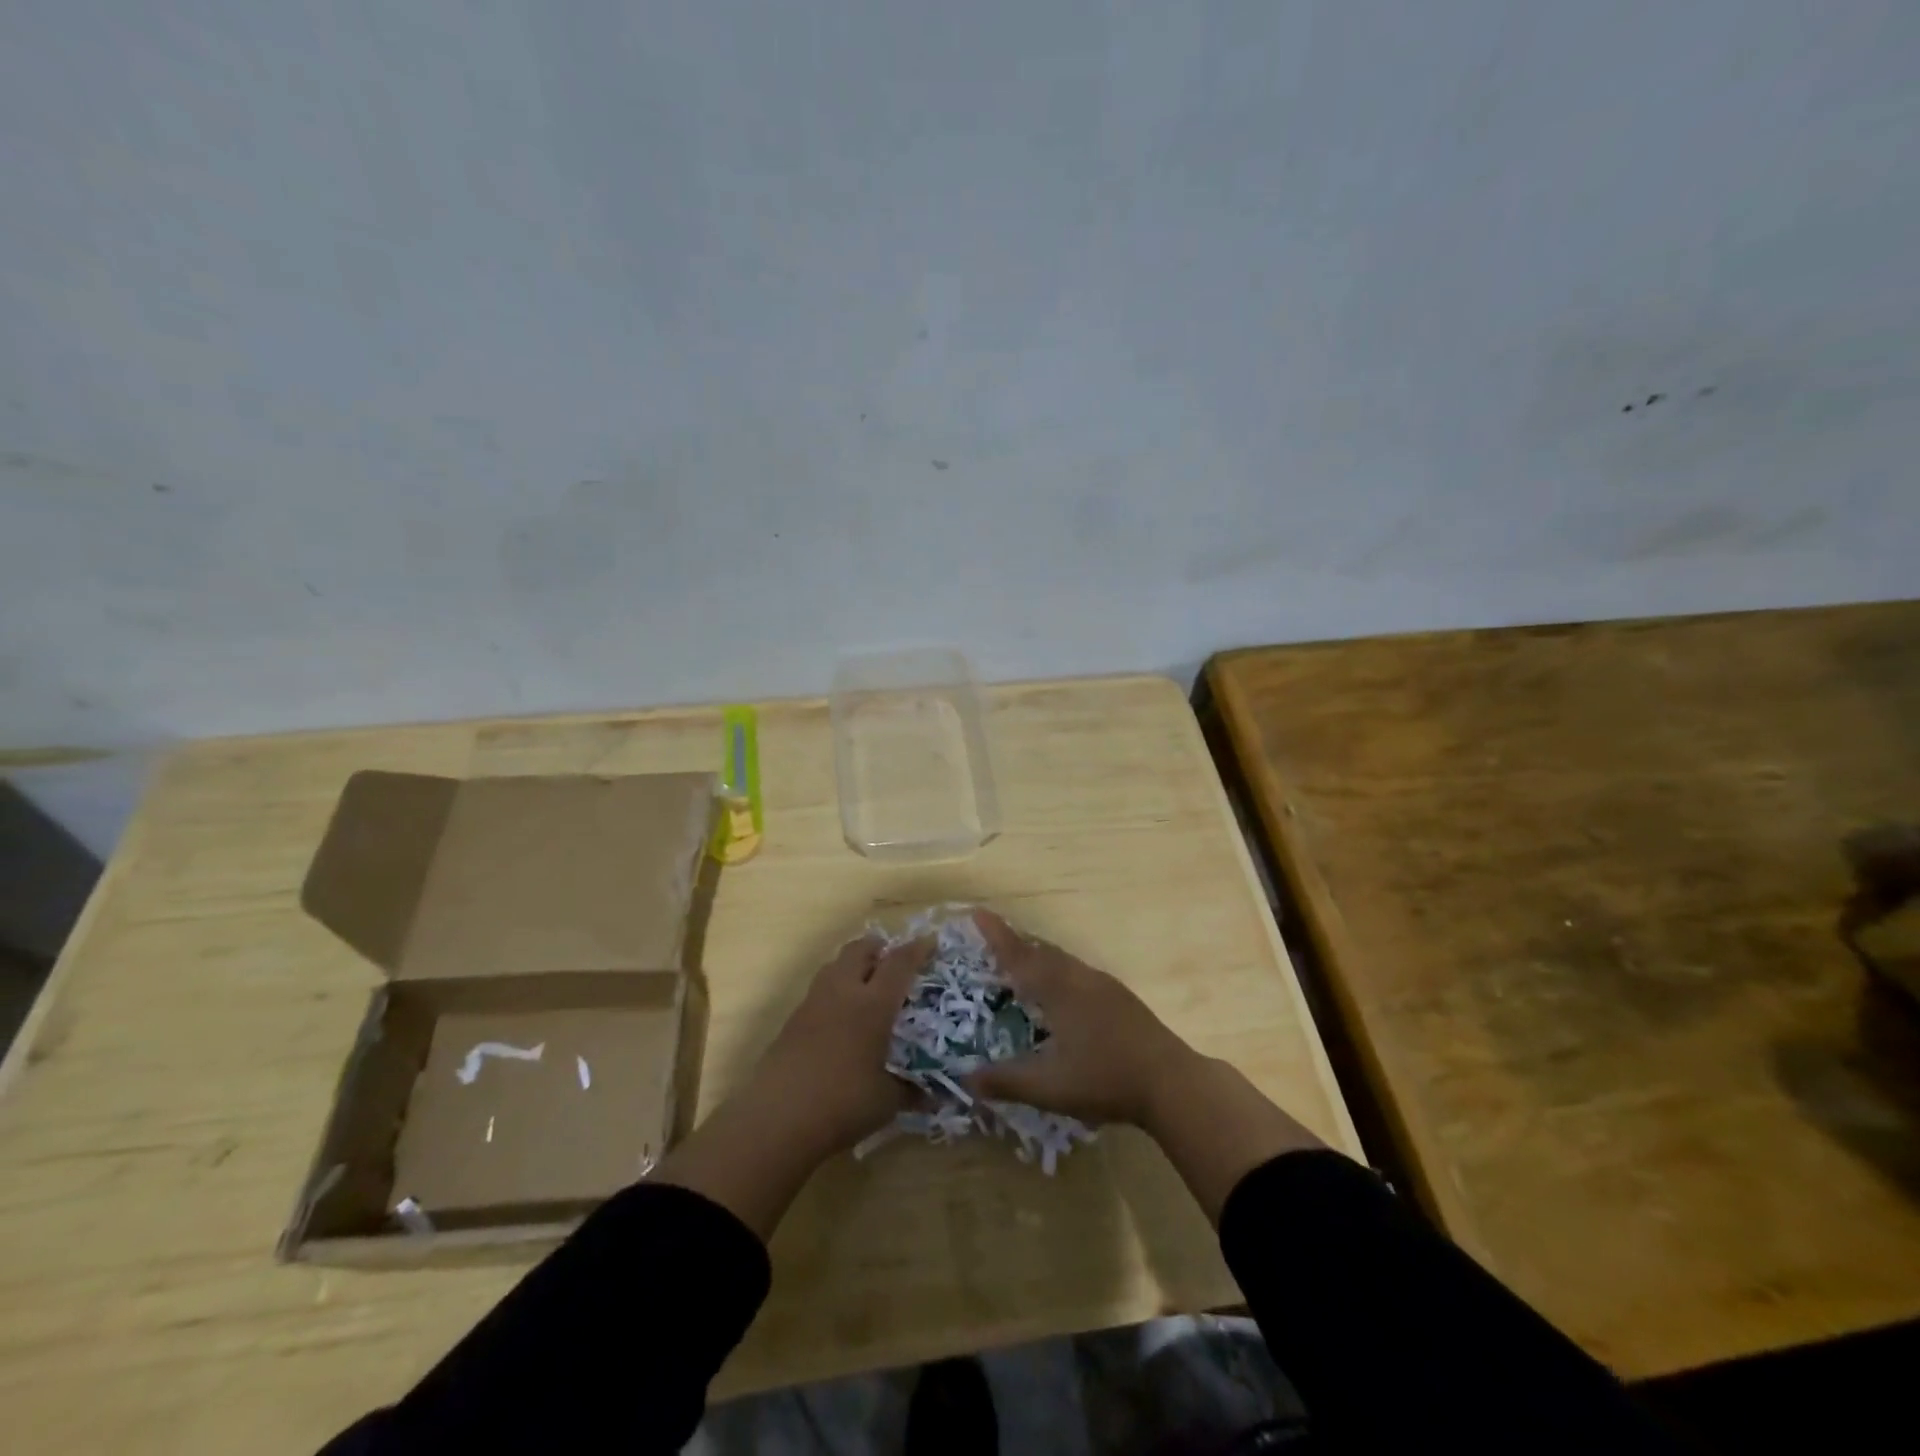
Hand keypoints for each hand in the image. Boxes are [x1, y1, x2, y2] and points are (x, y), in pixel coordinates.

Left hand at [743, 932, 932, 1156]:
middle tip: (893, 960)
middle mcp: (843, 993)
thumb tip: (933, 1095)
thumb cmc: (842, 1103)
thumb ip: (911, 1091)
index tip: (930, 942)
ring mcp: (813, 1004)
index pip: (899, 964)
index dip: (916, 949)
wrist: (777, 1118)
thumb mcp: (886, 1101)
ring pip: (834, 966)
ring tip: (867, 984)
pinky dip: (835, 991)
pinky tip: (841, 1018)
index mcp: (873, 1004)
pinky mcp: (792, 1021)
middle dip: (878, 948)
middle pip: (859, 950)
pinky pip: (819, 991)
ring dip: (853, 965)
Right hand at [963, 910, 1198, 1128]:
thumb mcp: (1048, 1087)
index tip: (977, 912)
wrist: (1171, 1082)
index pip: (1018, 956)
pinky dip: (1059, 971)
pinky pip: (1078, 972)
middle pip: (1041, 951)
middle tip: (994, 940)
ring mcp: (1104, 986)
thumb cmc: (1105, 1079)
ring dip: (1039, 956)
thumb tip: (966, 1078)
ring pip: (1063, 961)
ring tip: (1023, 964)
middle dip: (1016, 943)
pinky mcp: (1120, 998)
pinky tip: (1062, 993)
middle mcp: (1079, 978)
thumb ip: (1005, 1081)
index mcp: (1058, 990)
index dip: (996, 935)